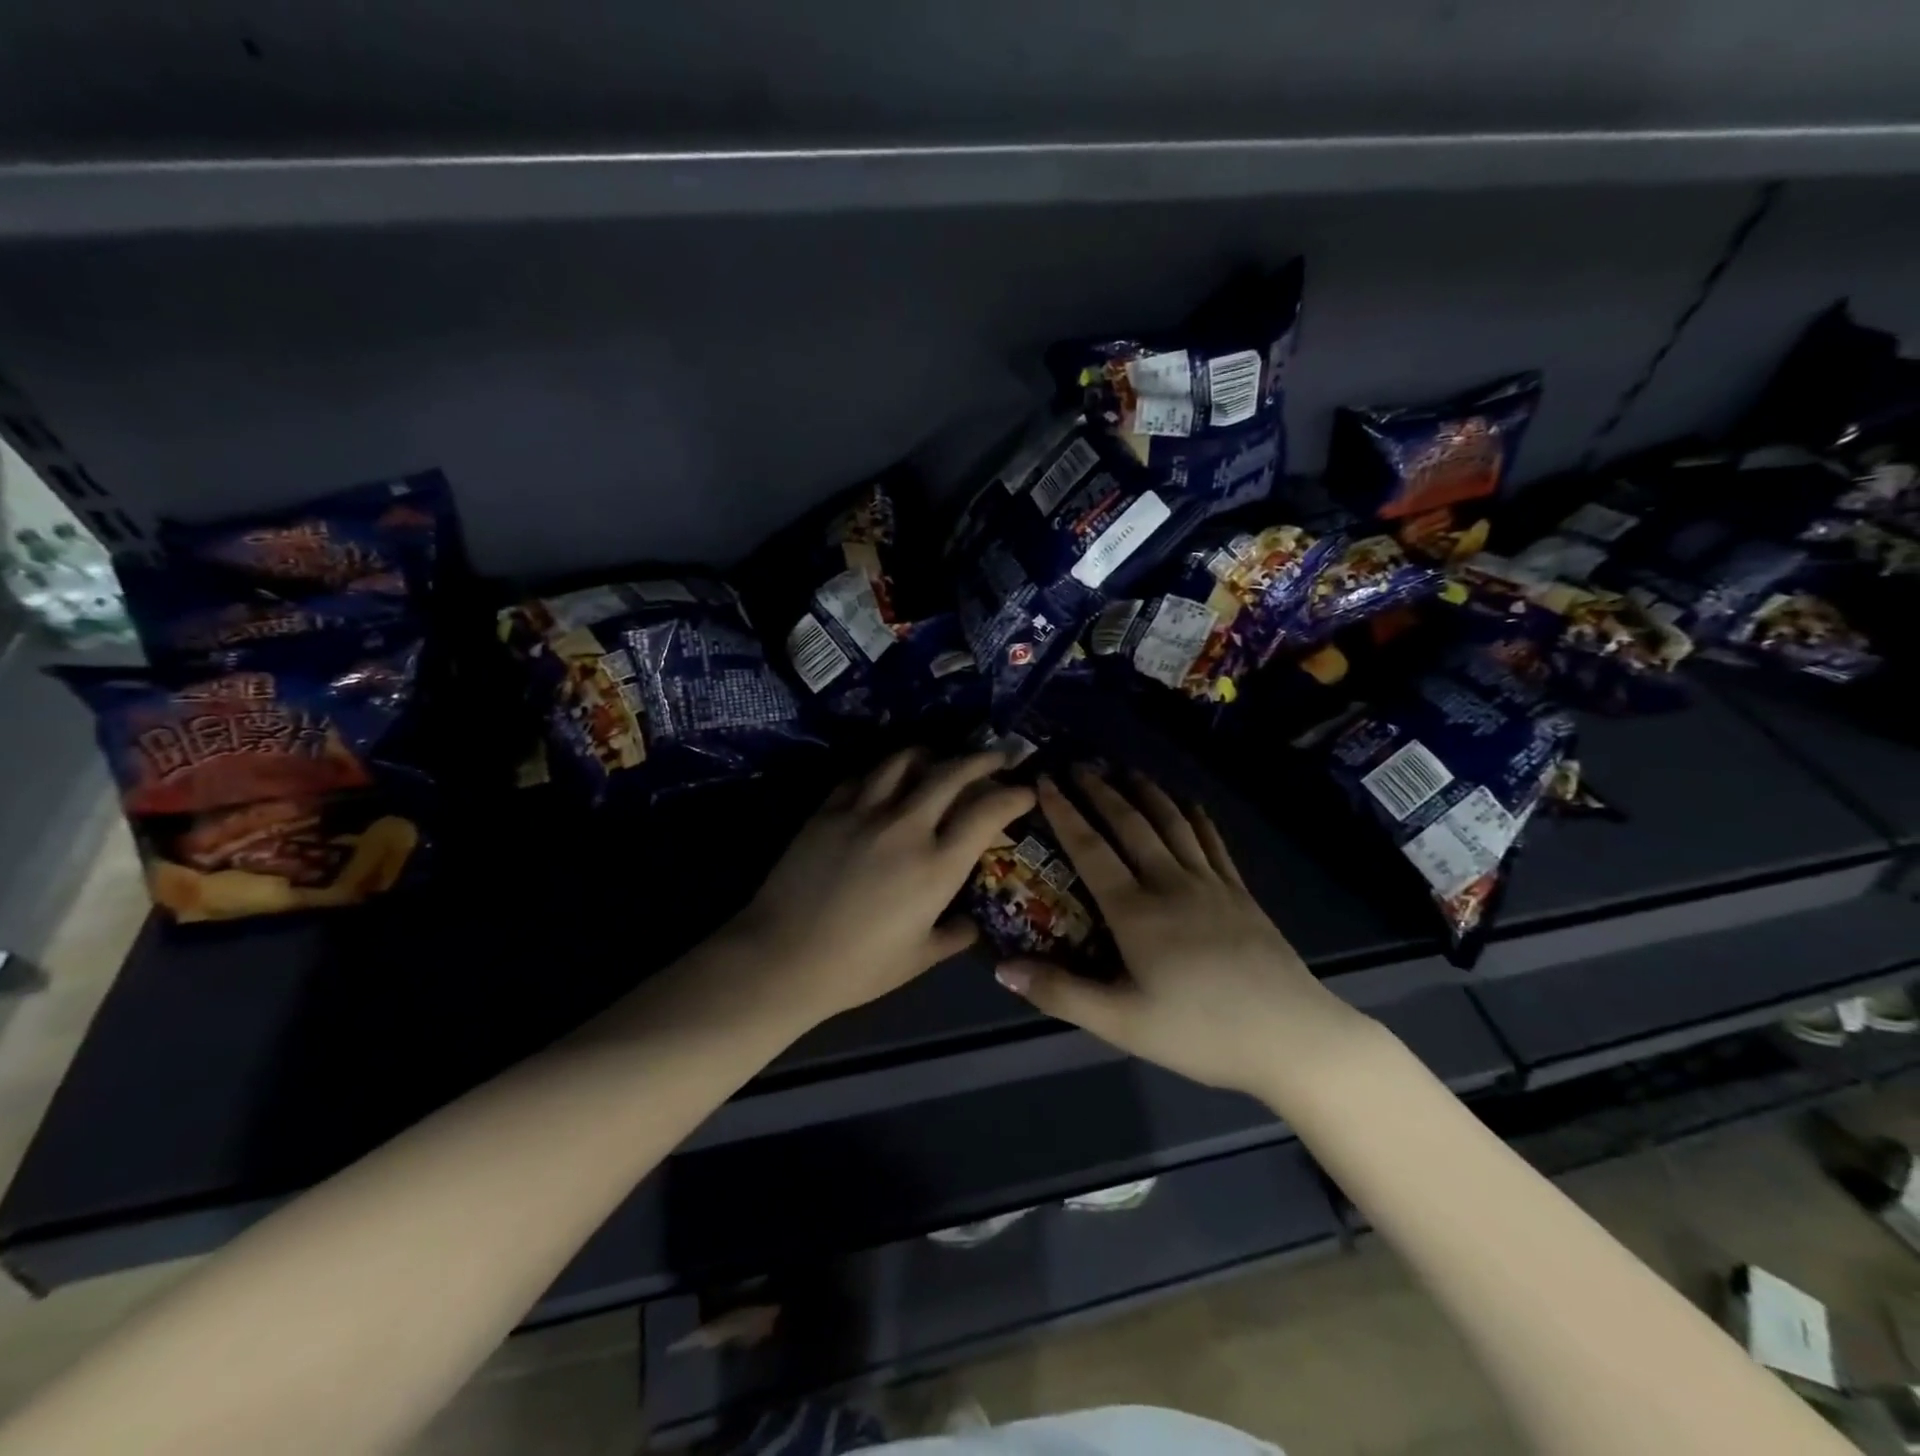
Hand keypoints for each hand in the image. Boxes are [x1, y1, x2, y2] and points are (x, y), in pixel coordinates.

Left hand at [730, 747, 1034, 1024]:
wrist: (781, 958)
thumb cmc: (857, 968)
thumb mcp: (918, 959)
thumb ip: (953, 936)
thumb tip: (971, 923)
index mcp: (936, 866)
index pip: (986, 813)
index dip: (1012, 795)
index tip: (1025, 790)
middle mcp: (906, 827)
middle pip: (951, 772)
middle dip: (982, 758)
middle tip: (996, 755)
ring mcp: (863, 812)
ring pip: (904, 760)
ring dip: (930, 754)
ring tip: (938, 758)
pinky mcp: (828, 809)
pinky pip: (862, 776)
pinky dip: (883, 771)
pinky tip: (885, 779)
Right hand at [995, 768, 1370, 1096]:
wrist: (1293, 1038)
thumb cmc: (1200, 1033)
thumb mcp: (1122, 1023)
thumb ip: (1060, 993)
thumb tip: (1001, 968)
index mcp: (1136, 912)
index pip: (1090, 849)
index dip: (1064, 813)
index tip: (1044, 781)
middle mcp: (1171, 884)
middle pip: (1131, 825)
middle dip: (1102, 792)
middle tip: (1079, 765)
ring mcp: (1211, 884)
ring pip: (1173, 824)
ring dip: (1146, 793)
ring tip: (1126, 770)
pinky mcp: (1240, 893)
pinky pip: (1213, 842)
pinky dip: (1196, 817)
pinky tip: (1190, 804)